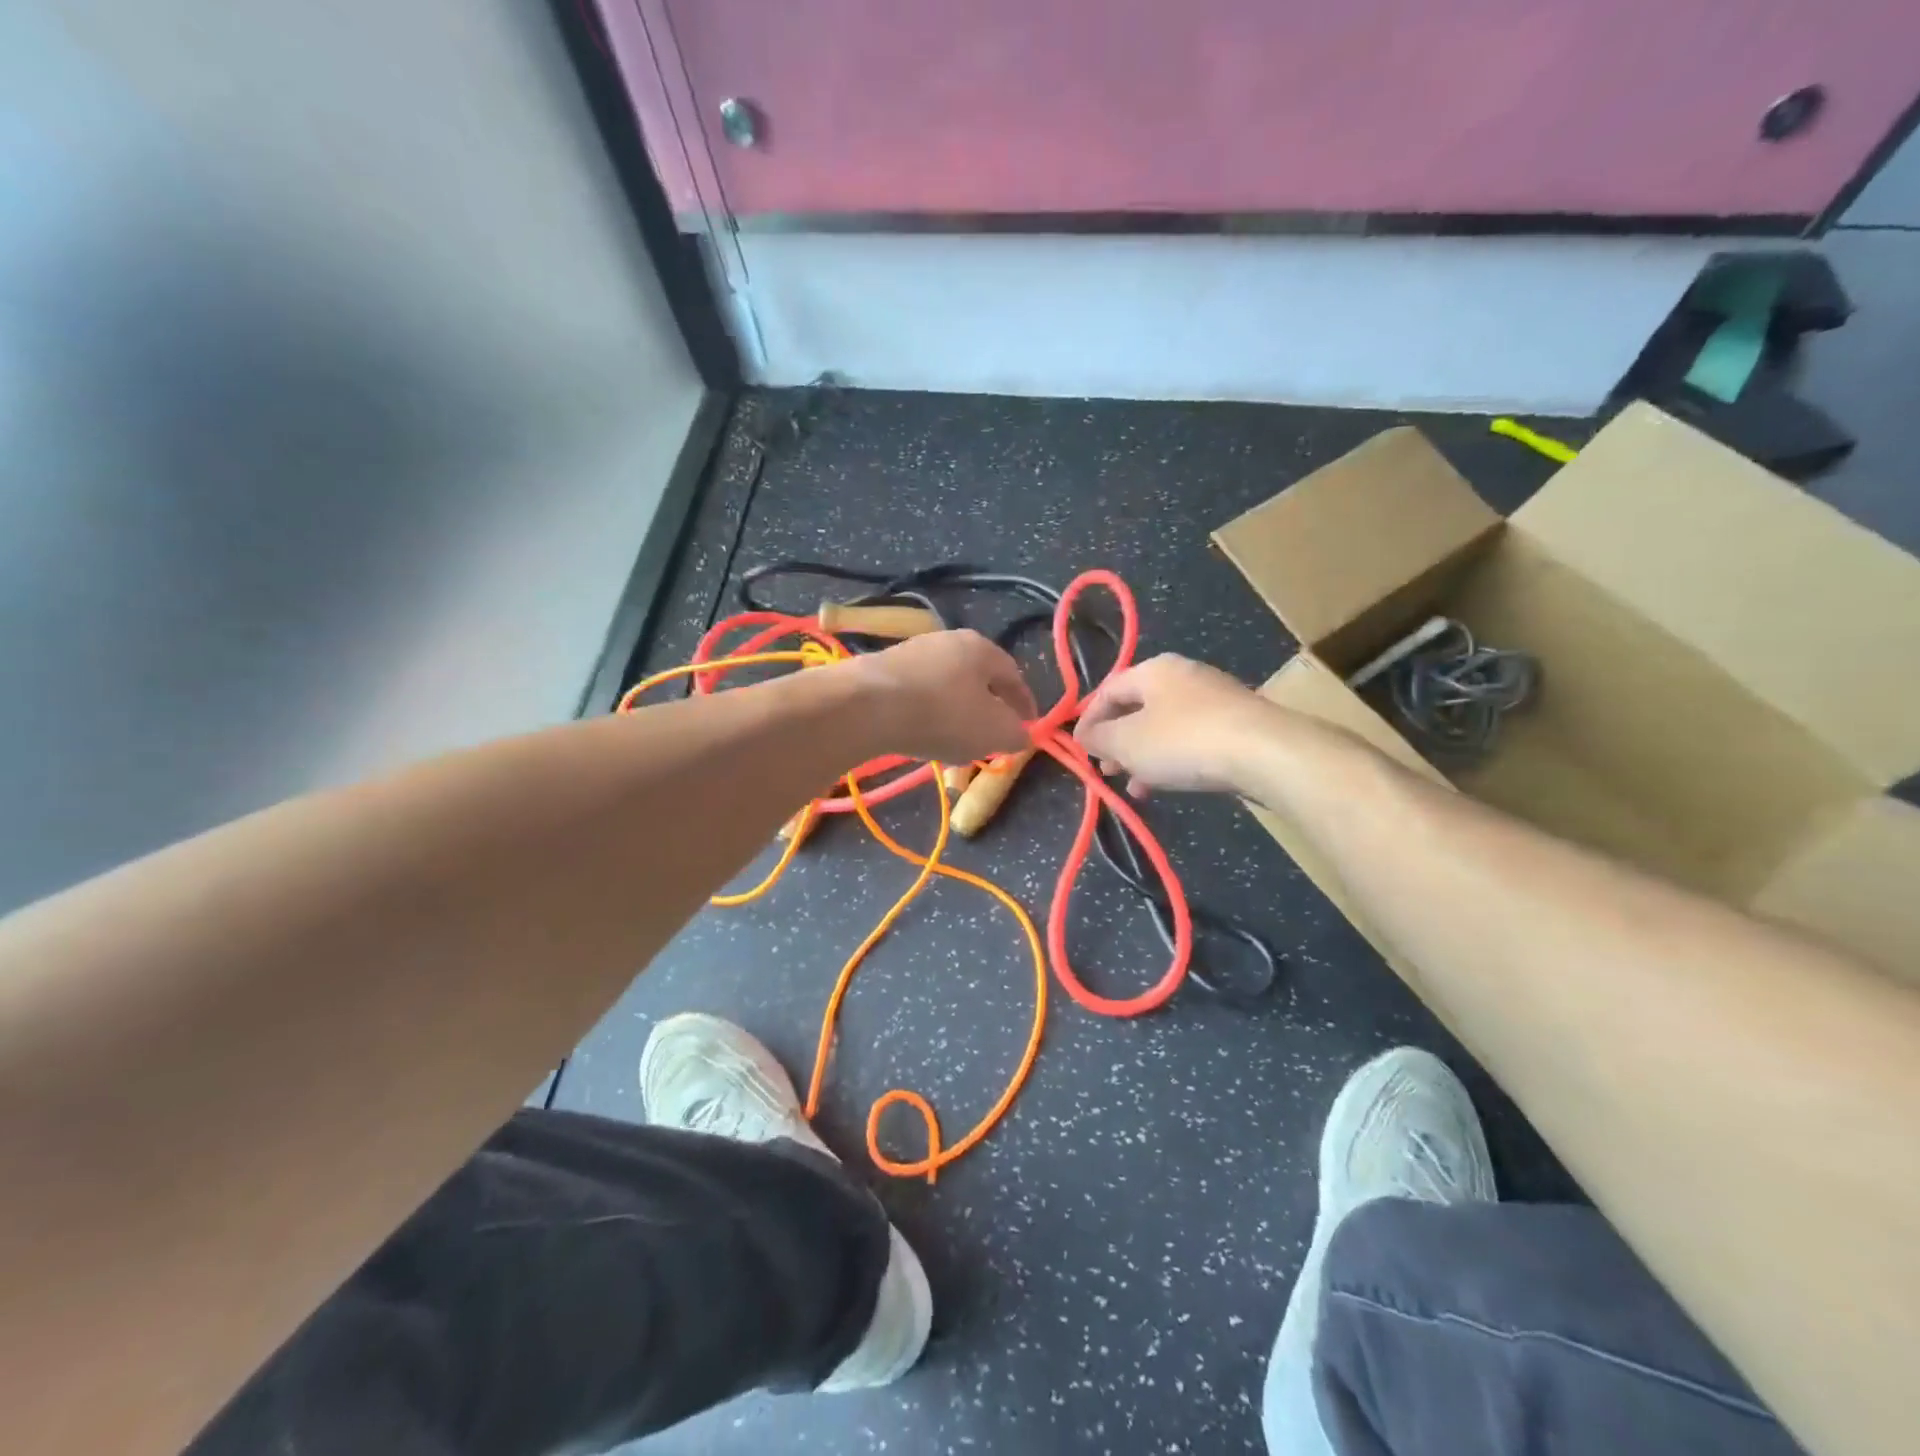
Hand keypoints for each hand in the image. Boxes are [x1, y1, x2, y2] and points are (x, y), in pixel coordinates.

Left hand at [847, 630, 1037, 762]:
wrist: (867, 707)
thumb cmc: (944, 715)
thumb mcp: (994, 732)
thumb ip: (1015, 734)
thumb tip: (1021, 735)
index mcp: (981, 648)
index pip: (1013, 676)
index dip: (1024, 704)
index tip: (1029, 727)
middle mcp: (947, 641)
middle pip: (976, 679)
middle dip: (986, 710)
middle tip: (990, 737)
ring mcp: (911, 653)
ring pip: (945, 688)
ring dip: (954, 714)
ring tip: (953, 743)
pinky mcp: (881, 671)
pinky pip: (916, 695)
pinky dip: (925, 715)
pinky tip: (920, 736)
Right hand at [1074, 654, 1268, 794]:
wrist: (1264, 753)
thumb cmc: (1183, 741)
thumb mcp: (1127, 742)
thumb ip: (1099, 738)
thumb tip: (1084, 736)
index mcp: (1154, 670)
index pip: (1108, 690)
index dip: (1088, 720)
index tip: (1079, 750)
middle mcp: (1184, 676)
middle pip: (1137, 708)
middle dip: (1117, 741)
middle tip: (1106, 769)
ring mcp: (1214, 699)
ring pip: (1164, 727)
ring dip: (1143, 756)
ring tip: (1134, 786)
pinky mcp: (1236, 725)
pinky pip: (1191, 740)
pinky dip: (1172, 760)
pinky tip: (1167, 785)